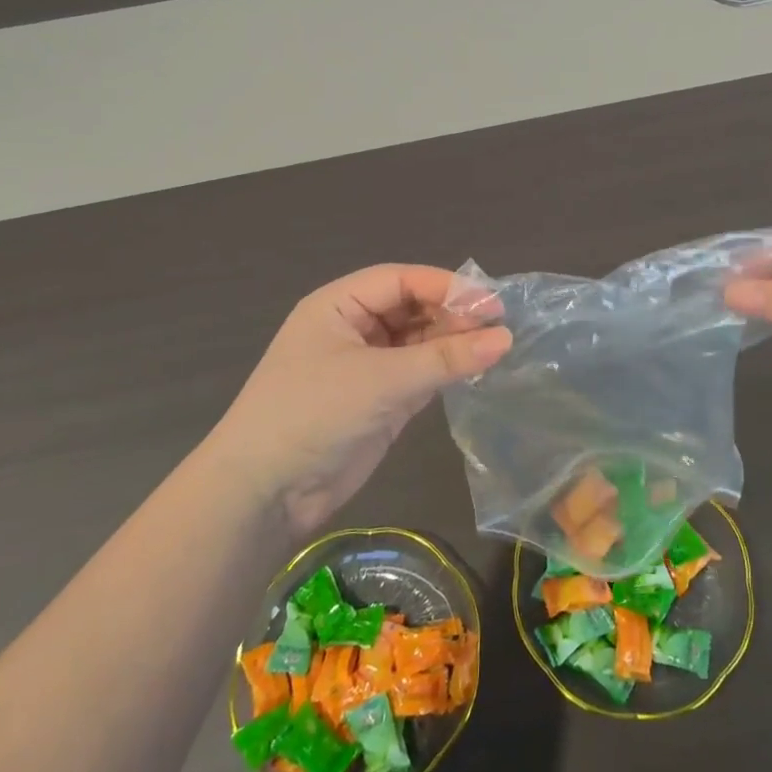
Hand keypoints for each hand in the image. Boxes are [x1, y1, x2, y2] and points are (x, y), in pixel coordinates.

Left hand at [212, 265, 510, 529]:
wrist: (265, 492)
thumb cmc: (314, 414)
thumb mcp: (381, 380)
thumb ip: (445, 359)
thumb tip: (506, 338)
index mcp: (339, 305)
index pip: (401, 279)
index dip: (447, 286)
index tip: (492, 302)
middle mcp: (354, 327)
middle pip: (413, 307)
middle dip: (453, 314)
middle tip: (498, 328)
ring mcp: (367, 365)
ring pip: (419, 340)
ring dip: (452, 343)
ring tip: (495, 348)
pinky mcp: (380, 399)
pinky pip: (420, 372)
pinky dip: (445, 370)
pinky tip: (475, 370)